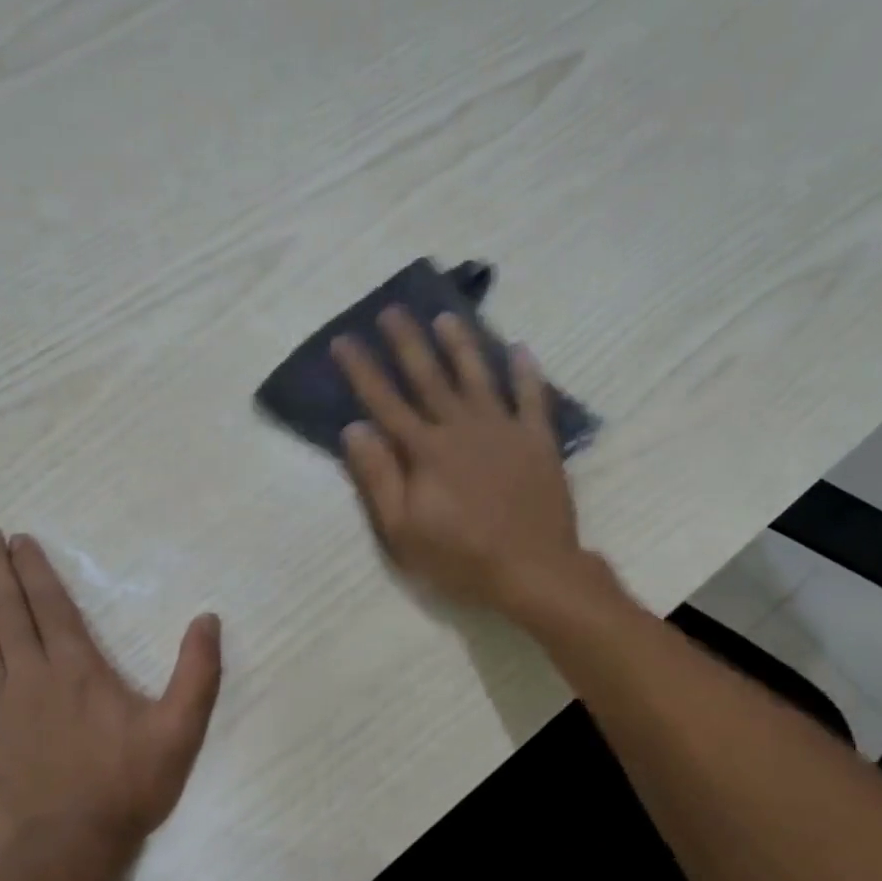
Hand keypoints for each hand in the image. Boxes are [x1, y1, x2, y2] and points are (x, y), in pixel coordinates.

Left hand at [0, 527, 222, 878]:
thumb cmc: (126, 786)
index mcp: (77, 668)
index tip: (16, 538)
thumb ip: (197, 673)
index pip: (49, 604)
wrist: (67, 850)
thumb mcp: (179, 731)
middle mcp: (30, 674)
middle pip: (6, 610)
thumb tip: (208, 618)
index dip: (32, 568)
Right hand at [332, 308, 583, 614]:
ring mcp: (503, 430)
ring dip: (461, 345)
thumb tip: (354, 429)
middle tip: (392, 310)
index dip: (362, 370)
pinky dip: (527, 372)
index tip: (343, 340)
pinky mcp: (538, 441)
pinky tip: (520, 349)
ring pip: (478, 377)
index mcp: (425, 451)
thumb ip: (378, 477)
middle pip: (429, 377)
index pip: (385, 402)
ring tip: (447, 318)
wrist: (532, 570)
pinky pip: (533, 398)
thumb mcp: (402, 529)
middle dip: (407, 343)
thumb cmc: (460, 556)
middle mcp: (462, 428)